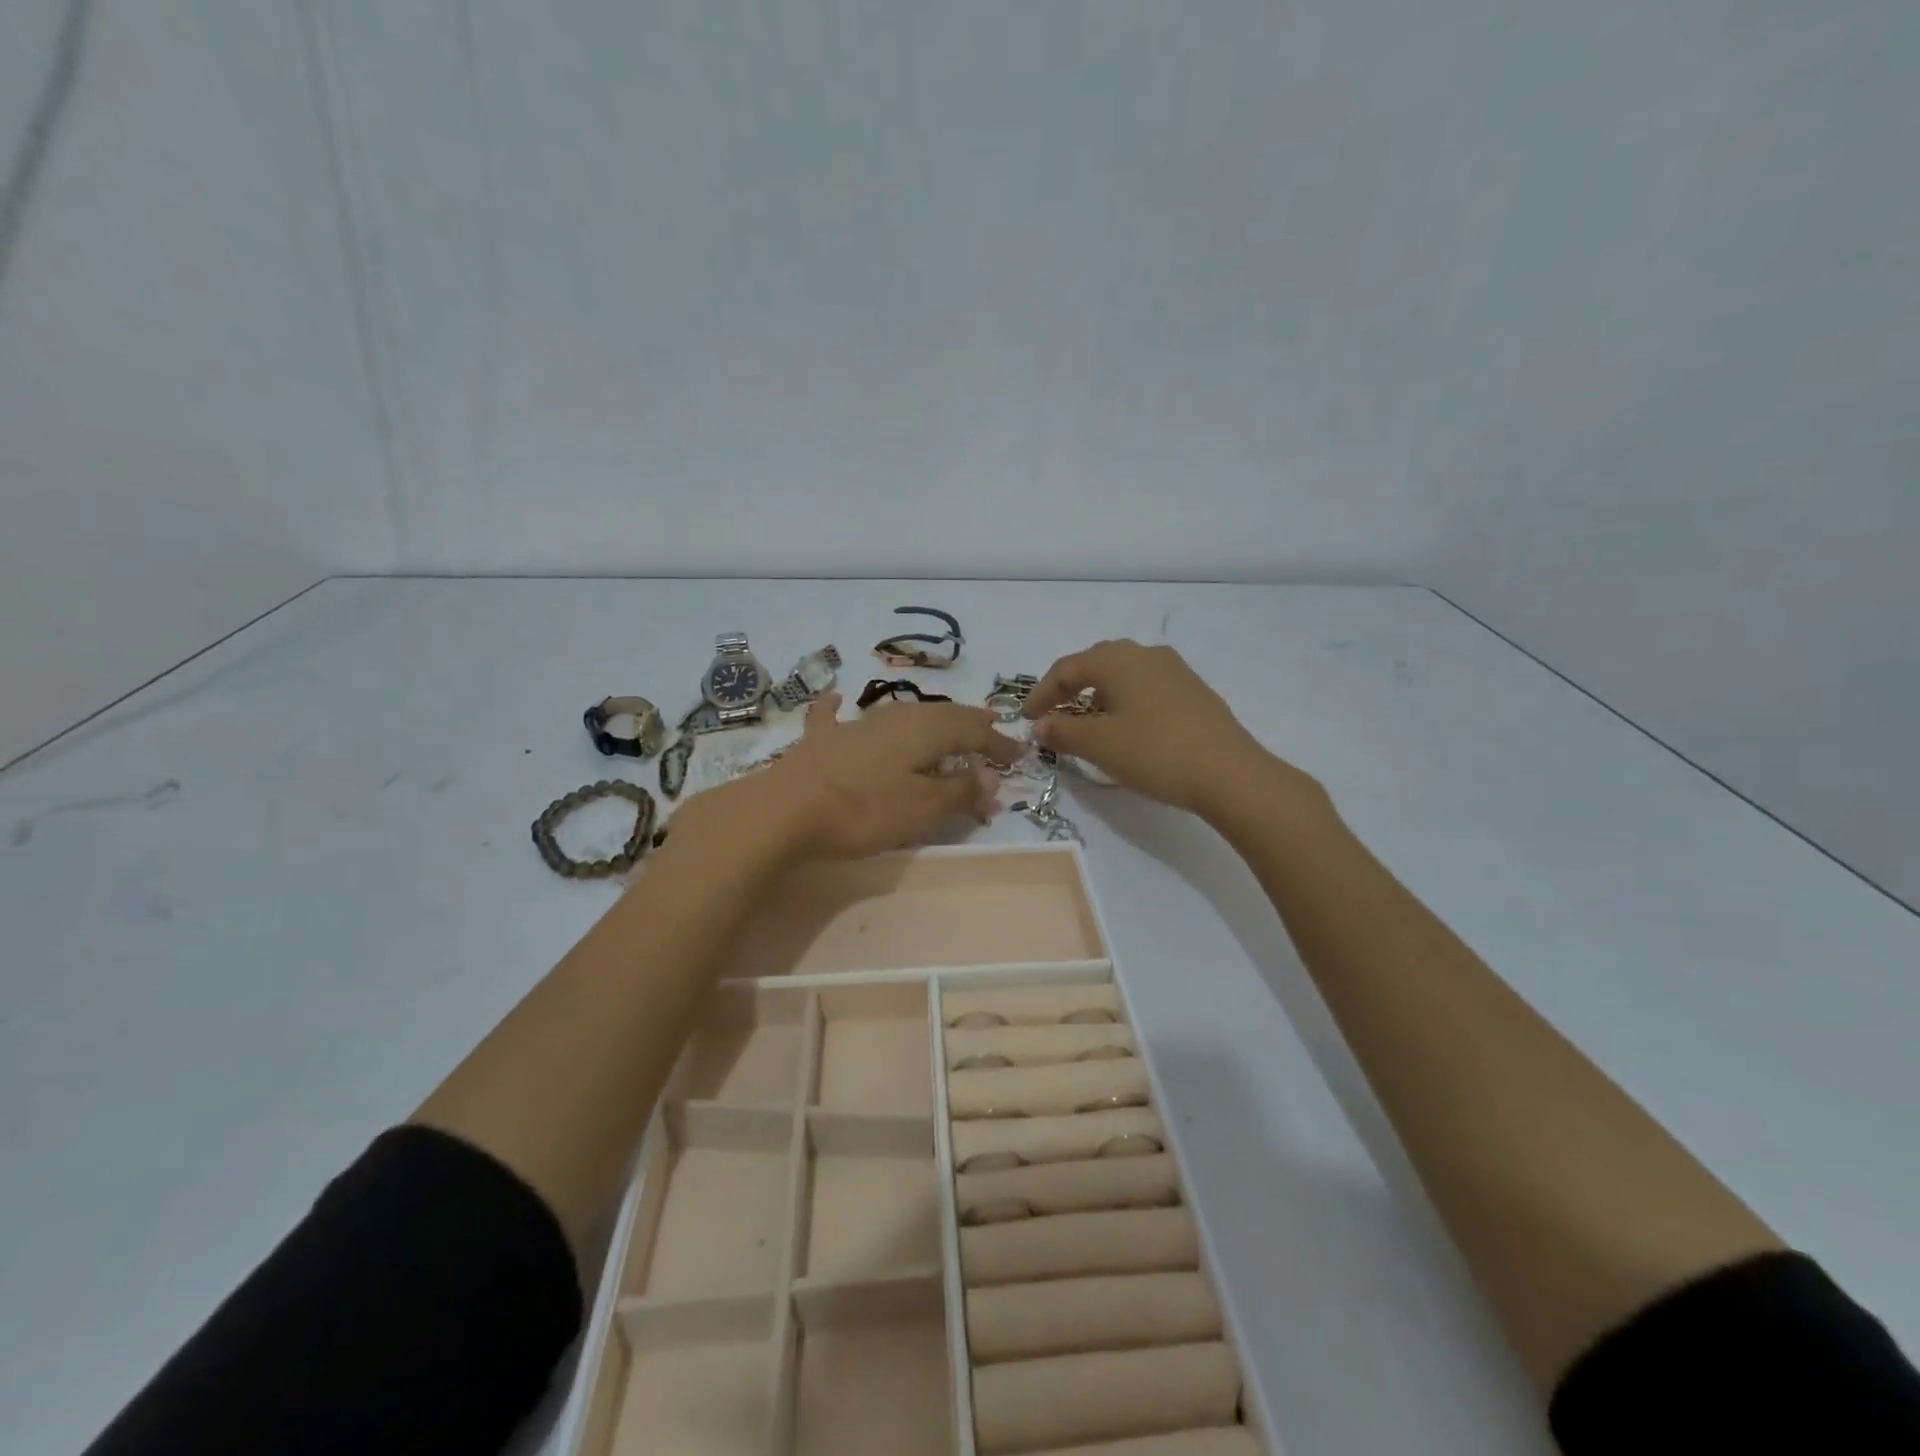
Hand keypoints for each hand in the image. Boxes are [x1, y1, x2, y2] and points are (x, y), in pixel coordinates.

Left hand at [707, 693, 1019, 860]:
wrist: (783, 810)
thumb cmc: (863, 811)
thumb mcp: (921, 808)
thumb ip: (959, 790)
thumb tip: (992, 777)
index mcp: (924, 731)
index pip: (972, 731)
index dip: (997, 743)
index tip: (1019, 755)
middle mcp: (893, 718)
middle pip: (940, 715)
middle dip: (968, 723)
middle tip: (989, 729)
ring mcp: (854, 726)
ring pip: (901, 715)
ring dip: (928, 720)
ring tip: (944, 723)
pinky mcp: (820, 740)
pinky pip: (836, 717)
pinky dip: (840, 708)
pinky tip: (836, 698)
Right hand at [1027, 640, 1308, 818]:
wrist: (1230, 774)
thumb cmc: (1155, 753)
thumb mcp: (1099, 745)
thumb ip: (1063, 731)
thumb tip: (1042, 724)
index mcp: (1118, 659)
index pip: (1067, 668)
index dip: (1042, 693)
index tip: (1028, 719)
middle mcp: (1146, 654)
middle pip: (1095, 664)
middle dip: (1069, 689)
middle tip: (1053, 715)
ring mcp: (1175, 670)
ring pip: (1123, 675)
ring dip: (1098, 696)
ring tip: (1087, 723)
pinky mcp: (1193, 691)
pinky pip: (1146, 688)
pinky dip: (1125, 702)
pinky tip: (1127, 728)